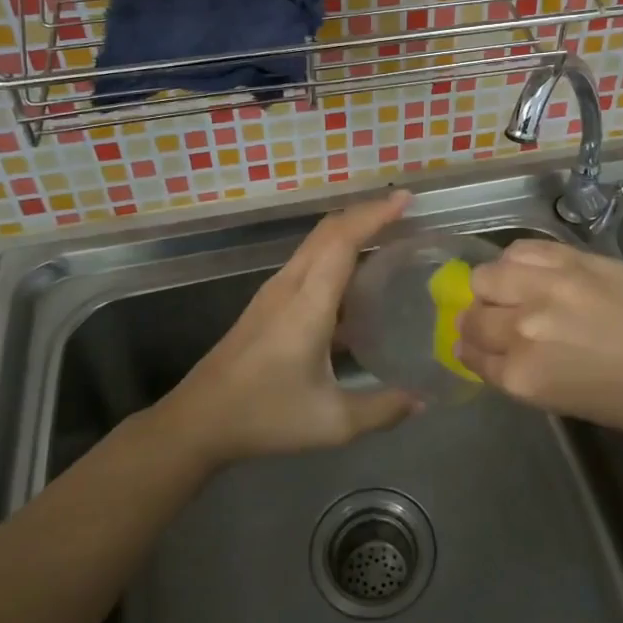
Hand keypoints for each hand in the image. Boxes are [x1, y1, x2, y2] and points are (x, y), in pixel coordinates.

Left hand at [155, 191, 420, 465]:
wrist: (198, 421)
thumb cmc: (265, 416)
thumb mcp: (332, 422)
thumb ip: (383, 409)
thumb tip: (424, 401)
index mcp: (308, 304)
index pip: (343, 240)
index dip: (375, 215)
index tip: (405, 199)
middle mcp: (290, 286)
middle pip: (328, 231)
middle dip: (366, 213)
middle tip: (405, 211)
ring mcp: (274, 292)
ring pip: (315, 243)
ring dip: (349, 229)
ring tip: (386, 235)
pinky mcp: (267, 304)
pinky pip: (307, 261)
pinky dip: (335, 251)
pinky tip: (354, 277)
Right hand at [459, 238, 622, 438]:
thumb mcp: (572, 403)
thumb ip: (529, 375)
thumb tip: (505, 353)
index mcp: (524, 378)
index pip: (473, 356)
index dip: (471, 350)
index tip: (475, 345)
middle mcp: (523, 330)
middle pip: (473, 316)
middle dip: (476, 320)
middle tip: (493, 318)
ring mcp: (545, 288)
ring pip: (486, 276)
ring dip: (491, 286)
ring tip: (512, 289)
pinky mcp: (569, 258)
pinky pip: (520, 250)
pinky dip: (516, 261)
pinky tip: (531, 270)